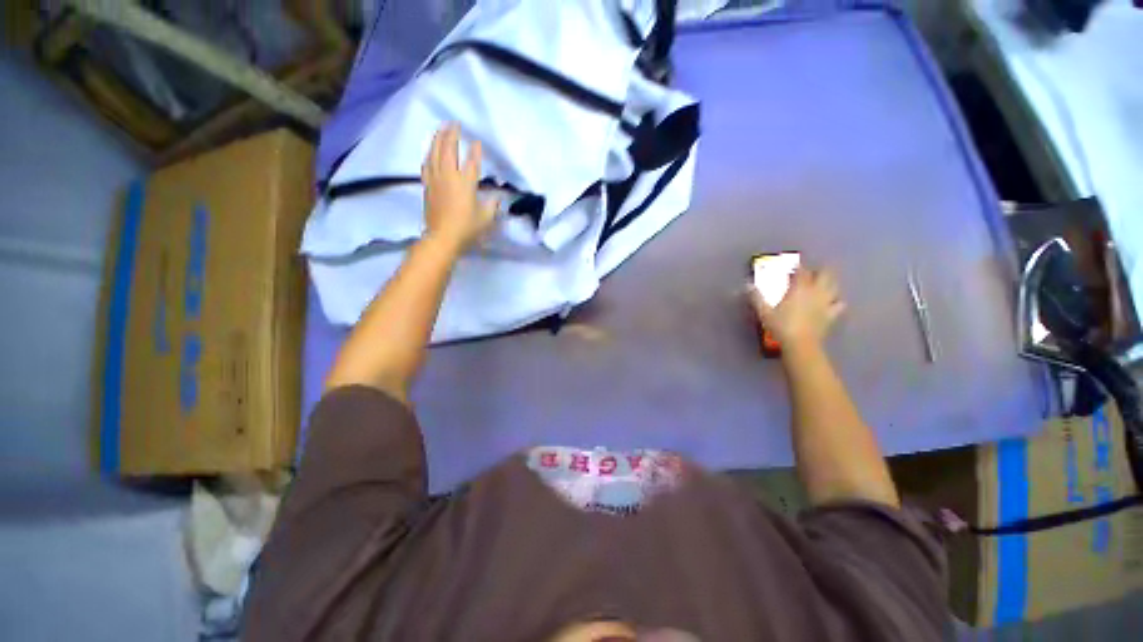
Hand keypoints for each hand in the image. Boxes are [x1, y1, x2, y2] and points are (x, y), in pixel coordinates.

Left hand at [421, 123, 498, 251]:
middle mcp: (449, 176)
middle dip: (452, 135)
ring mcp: (436, 179)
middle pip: (449, 149)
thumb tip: (497, 198)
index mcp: (466, 183)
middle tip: (454, 123)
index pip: (472, 162)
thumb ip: (492, 205)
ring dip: (438, 138)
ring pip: (434, 153)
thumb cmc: (467, 228)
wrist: (442, 237)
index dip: (475, 151)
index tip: (477, 141)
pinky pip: (427, 164)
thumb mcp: (486, 218)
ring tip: (440, 128)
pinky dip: (429, 154)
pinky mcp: (427, 185)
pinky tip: (430, 150)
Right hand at [749, 268, 845, 348]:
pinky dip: (836, 301)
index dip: (797, 267)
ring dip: (829, 283)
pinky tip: (832, 303)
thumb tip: (747, 285)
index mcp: (800, 288)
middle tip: (809, 273)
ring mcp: (826, 303)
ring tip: (822, 284)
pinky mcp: (831, 315)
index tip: (791, 267)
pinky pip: (839, 304)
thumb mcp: (764, 312)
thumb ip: (756, 297)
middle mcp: (816, 291)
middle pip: (825, 273)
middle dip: (818, 270)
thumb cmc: (781, 326)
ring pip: (834, 286)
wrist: (800, 344)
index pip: (802, 270)